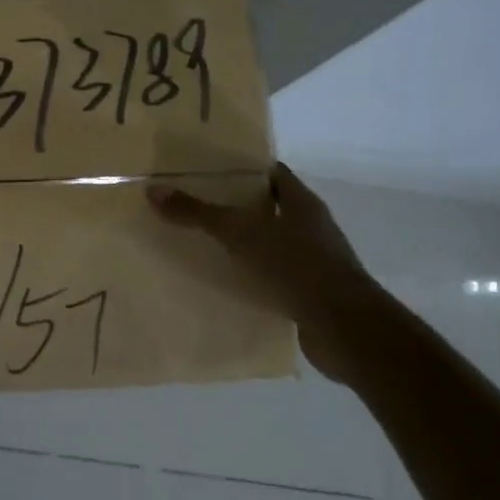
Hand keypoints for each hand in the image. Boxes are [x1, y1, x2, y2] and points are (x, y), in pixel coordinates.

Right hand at [147, 163, 389, 382]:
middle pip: (272, 208)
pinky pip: (276, 276)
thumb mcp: (241, 234)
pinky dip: (255, 277)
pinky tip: (228, 282)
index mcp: (303, 203)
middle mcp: (313, 228)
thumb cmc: (297, 267)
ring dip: (246, 244)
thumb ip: (198, 213)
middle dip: (239, 207)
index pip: (273, 174)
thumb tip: (153, 191)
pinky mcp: (311, 293)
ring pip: (274, 244)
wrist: (345, 329)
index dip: (245, 170)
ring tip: (206, 244)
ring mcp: (315, 262)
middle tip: (198, 206)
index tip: (211, 170)